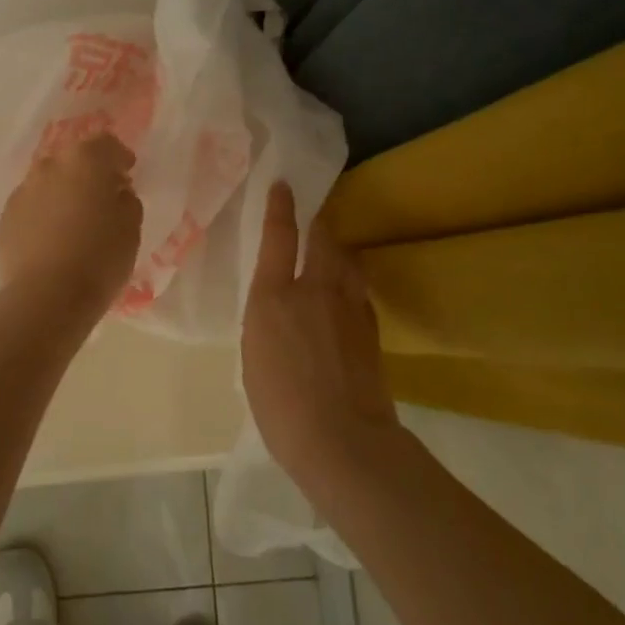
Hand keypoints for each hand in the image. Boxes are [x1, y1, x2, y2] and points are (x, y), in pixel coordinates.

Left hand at [0, 134, 142, 307]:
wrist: (46, 296)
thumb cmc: (99, 258)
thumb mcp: (131, 227)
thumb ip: (126, 200)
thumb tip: (116, 190)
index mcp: (85, 160)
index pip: (106, 143)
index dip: (119, 157)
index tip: (127, 173)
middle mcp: (50, 165)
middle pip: (73, 158)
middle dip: (89, 172)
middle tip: (102, 196)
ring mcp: (24, 189)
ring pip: (49, 180)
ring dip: (64, 191)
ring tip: (75, 218)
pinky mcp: (7, 215)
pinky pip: (32, 204)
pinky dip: (44, 212)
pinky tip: (53, 237)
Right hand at [242, 182, 397, 486]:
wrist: (342, 439)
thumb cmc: (280, 405)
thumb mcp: (254, 355)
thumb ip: (265, 321)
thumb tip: (277, 308)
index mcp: (274, 296)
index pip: (279, 237)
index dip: (281, 207)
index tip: (284, 185)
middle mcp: (314, 289)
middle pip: (322, 238)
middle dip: (317, 222)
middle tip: (312, 217)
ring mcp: (349, 306)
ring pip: (347, 261)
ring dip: (337, 251)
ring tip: (331, 252)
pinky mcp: (371, 327)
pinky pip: (359, 290)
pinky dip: (350, 283)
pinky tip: (345, 295)